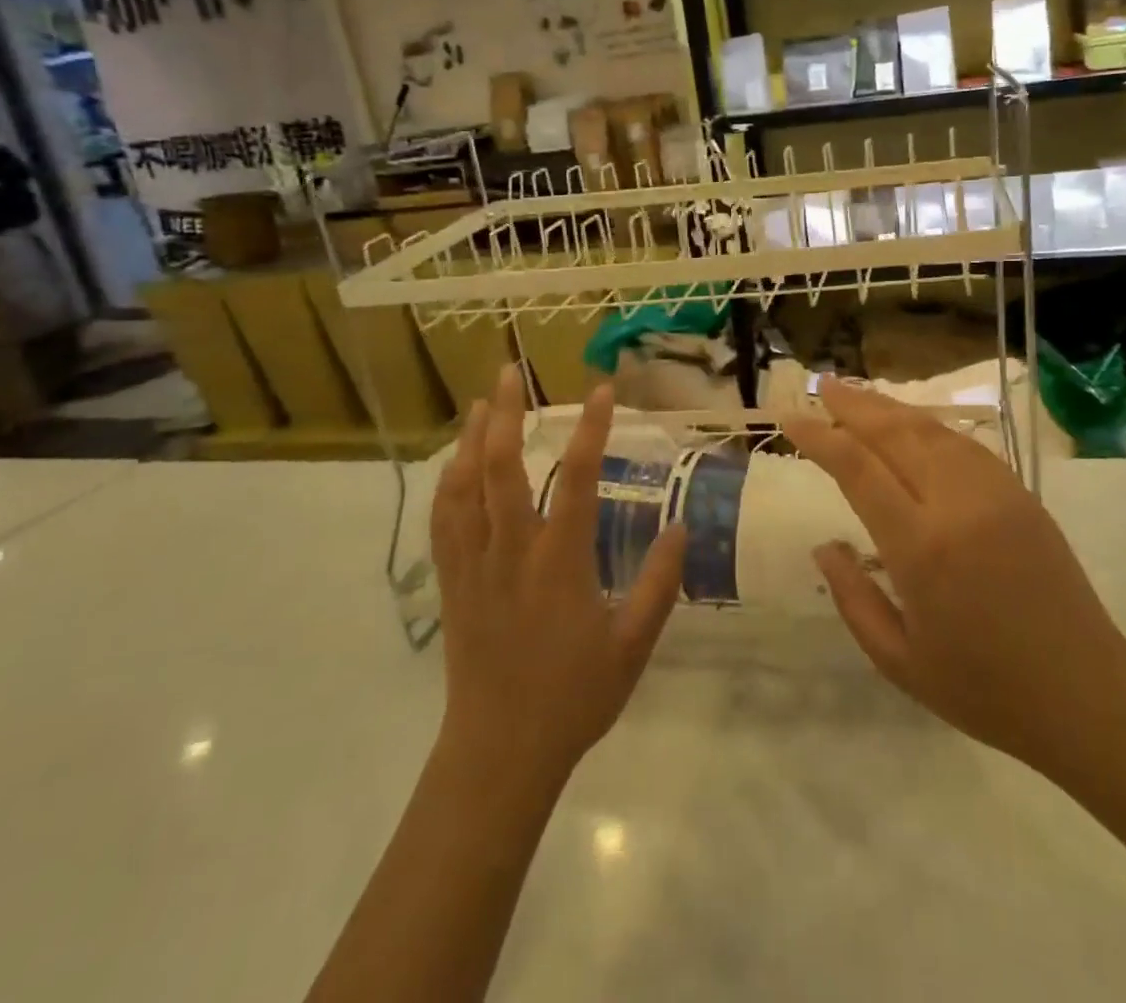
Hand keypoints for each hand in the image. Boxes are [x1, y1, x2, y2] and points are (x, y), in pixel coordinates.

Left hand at [430, 366, 687, 789]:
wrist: (499, 753)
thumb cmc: (573, 697)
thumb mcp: (632, 645)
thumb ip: (658, 584)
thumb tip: (681, 528)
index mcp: (559, 562)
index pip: (577, 479)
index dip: (591, 429)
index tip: (603, 390)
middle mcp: (512, 551)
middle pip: (502, 468)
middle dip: (507, 414)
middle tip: (509, 371)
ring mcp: (474, 565)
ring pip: (465, 487)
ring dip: (472, 439)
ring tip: (483, 402)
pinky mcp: (451, 583)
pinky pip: (444, 521)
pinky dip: (449, 483)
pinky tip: (455, 463)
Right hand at [786, 382, 1125, 782]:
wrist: (1087, 696)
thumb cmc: (984, 690)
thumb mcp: (899, 661)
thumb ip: (853, 598)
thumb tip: (823, 546)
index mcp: (921, 547)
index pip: (857, 468)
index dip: (820, 436)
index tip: (791, 418)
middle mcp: (957, 505)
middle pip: (894, 433)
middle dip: (852, 405)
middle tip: (820, 384)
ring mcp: (995, 493)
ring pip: (931, 430)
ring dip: (889, 407)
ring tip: (856, 394)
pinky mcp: (1020, 494)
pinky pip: (964, 444)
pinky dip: (929, 426)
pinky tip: (911, 424)